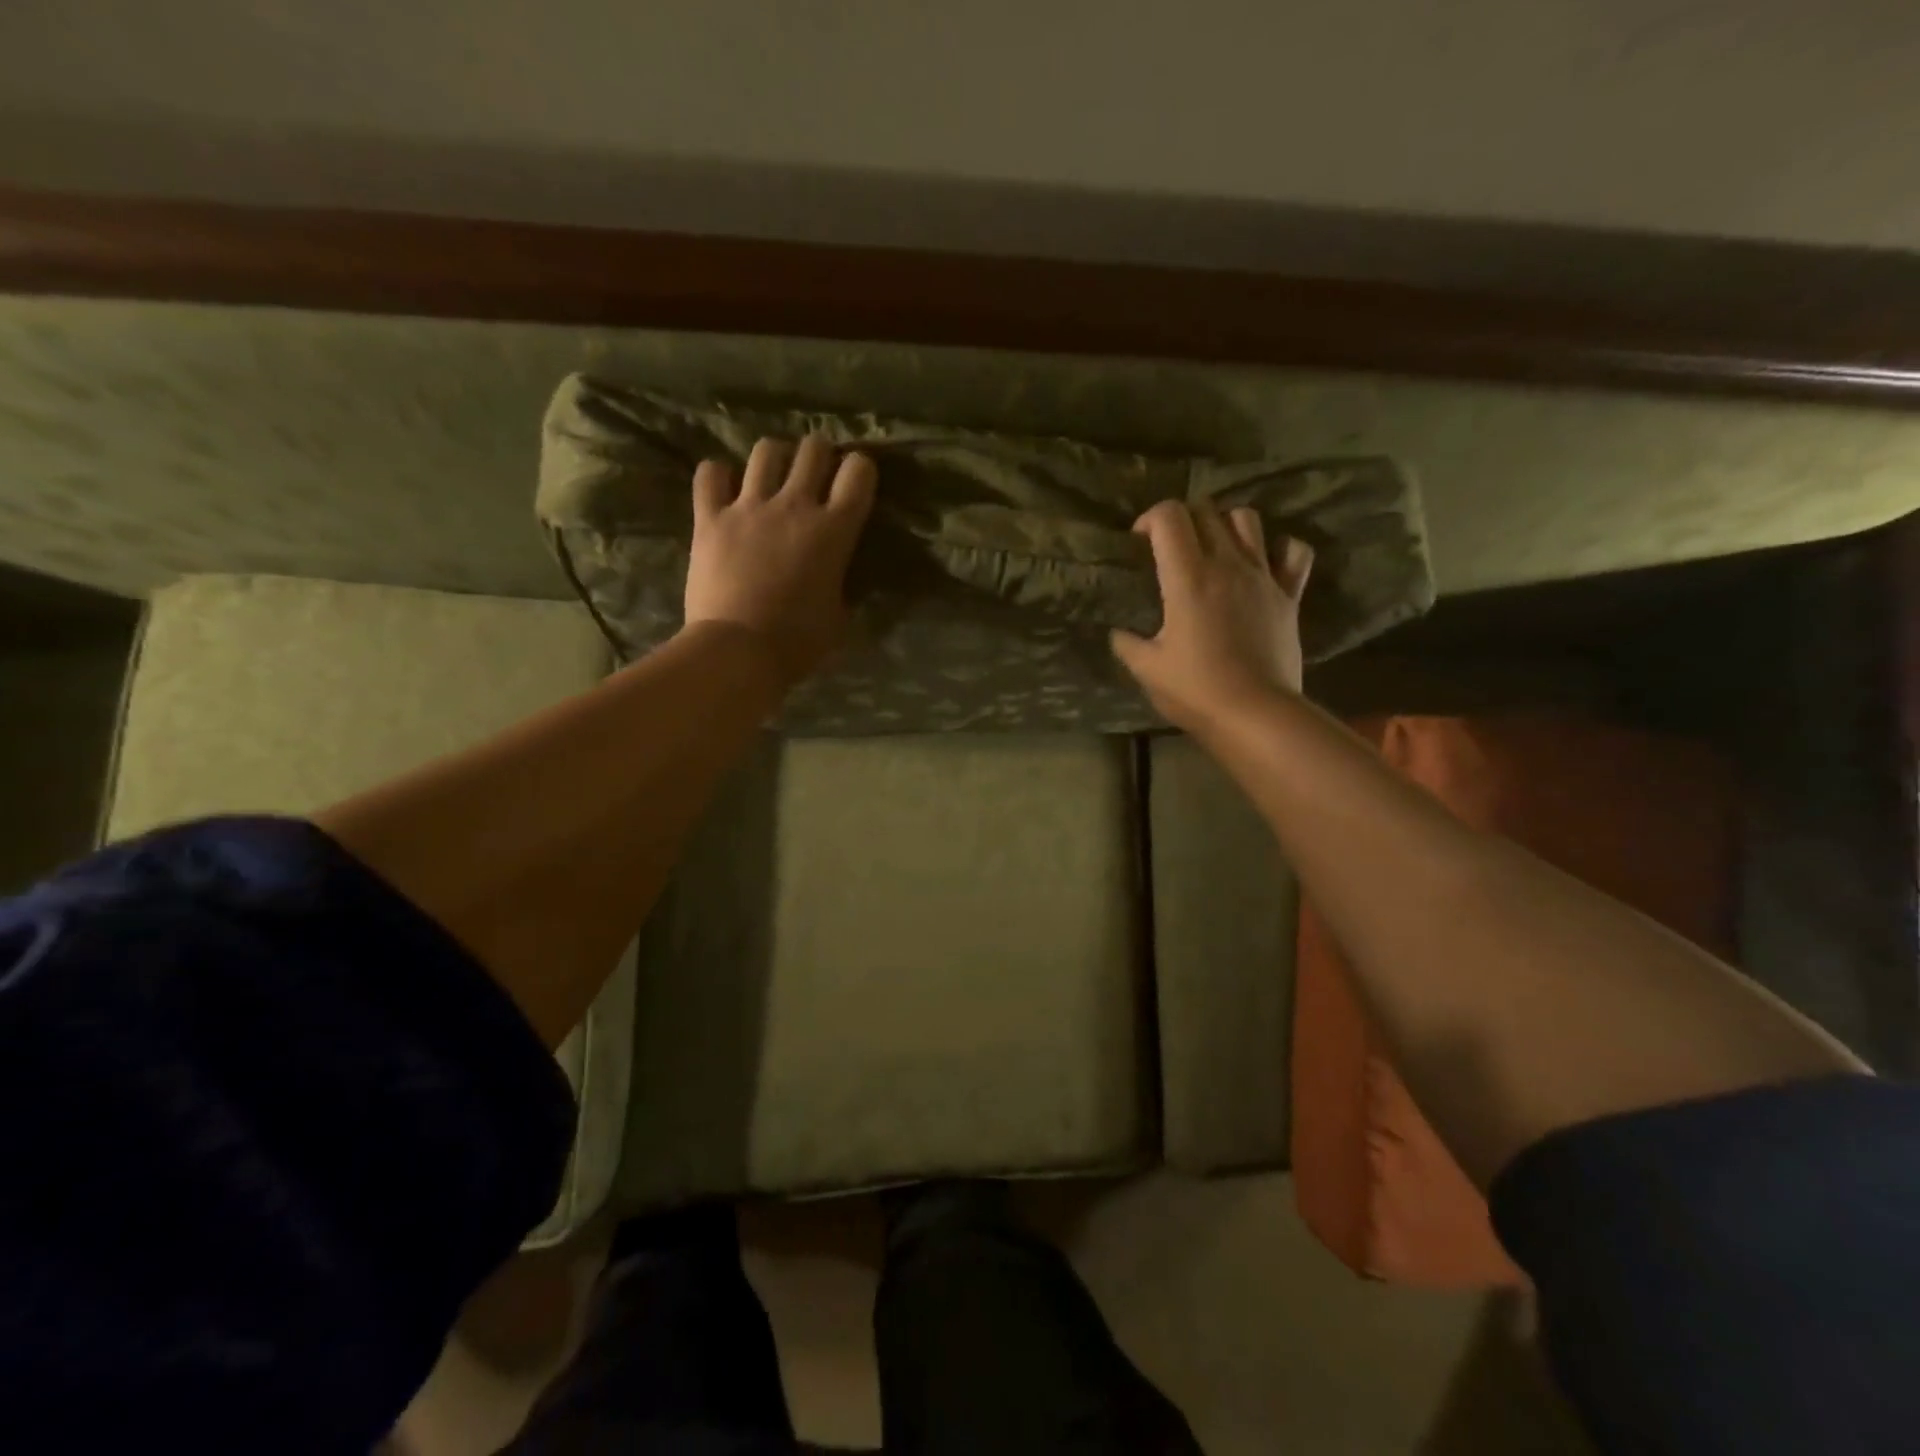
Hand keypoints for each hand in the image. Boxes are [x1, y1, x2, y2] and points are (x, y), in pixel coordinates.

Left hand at [684, 435, 876, 686]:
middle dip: (819, 455)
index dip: (860, 469)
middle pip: (813, 450)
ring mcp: (749, 507)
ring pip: (766, 451)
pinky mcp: (710, 517)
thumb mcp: (839, 616)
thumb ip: (842, 584)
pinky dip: (718, 475)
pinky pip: (710, 474)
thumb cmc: (798, 642)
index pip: (858, 472)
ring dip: (775, 458)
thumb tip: (839, 577)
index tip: (855, 482)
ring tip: (772, 476)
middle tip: (815, 473)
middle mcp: (795, 505)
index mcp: (835, 530)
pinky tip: (723, 487)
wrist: (739, 650)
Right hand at [1110, 500, 1313, 733]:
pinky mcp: (1290, 595)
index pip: (1169, 516)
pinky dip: (1280, 548)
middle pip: (1206, 511)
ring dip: (1226, 525)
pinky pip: (1295, 552)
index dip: (1150, 518)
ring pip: (1247, 520)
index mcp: (1188, 577)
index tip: (1139, 542)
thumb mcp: (1146, 669)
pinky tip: (1265, 562)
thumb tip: (1118, 633)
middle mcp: (1227, 564)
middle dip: (1183, 519)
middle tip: (1171, 546)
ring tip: (1214, 548)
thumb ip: (1127, 643)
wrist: (1255, 714)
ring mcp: (1263, 576)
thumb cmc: (1195, 690)